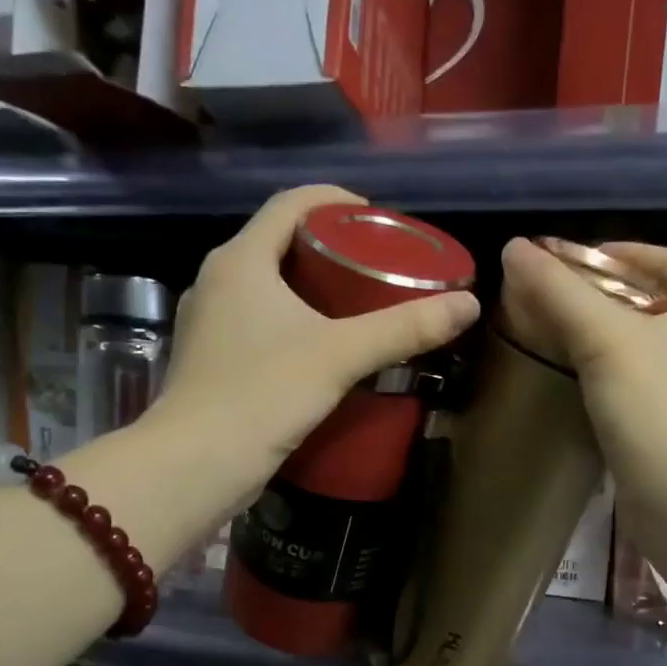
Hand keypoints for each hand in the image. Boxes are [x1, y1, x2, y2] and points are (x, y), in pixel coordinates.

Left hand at [151, 185, 479, 507]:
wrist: (197, 464)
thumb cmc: (264, 394)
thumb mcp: (341, 356)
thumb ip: (404, 329)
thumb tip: (470, 305)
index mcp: (241, 260)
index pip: (291, 203)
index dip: (336, 201)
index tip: (377, 219)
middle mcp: (217, 280)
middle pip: (279, 243)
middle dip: (329, 247)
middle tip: (376, 265)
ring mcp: (209, 322)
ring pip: (266, 286)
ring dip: (310, 288)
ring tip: (356, 306)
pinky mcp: (211, 360)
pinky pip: (257, 322)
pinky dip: (291, 322)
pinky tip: (320, 349)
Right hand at [499, 237, 666, 511]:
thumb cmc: (658, 410)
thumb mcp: (604, 341)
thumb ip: (560, 291)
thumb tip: (514, 248)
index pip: (666, 260)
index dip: (615, 254)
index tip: (567, 262)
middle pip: (659, 302)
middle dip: (608, 298)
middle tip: (557, 301)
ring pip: (655, 346)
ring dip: (613, 339)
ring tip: (564, 338)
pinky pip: (652, 383)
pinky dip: (621, 375)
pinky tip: (587, 384)